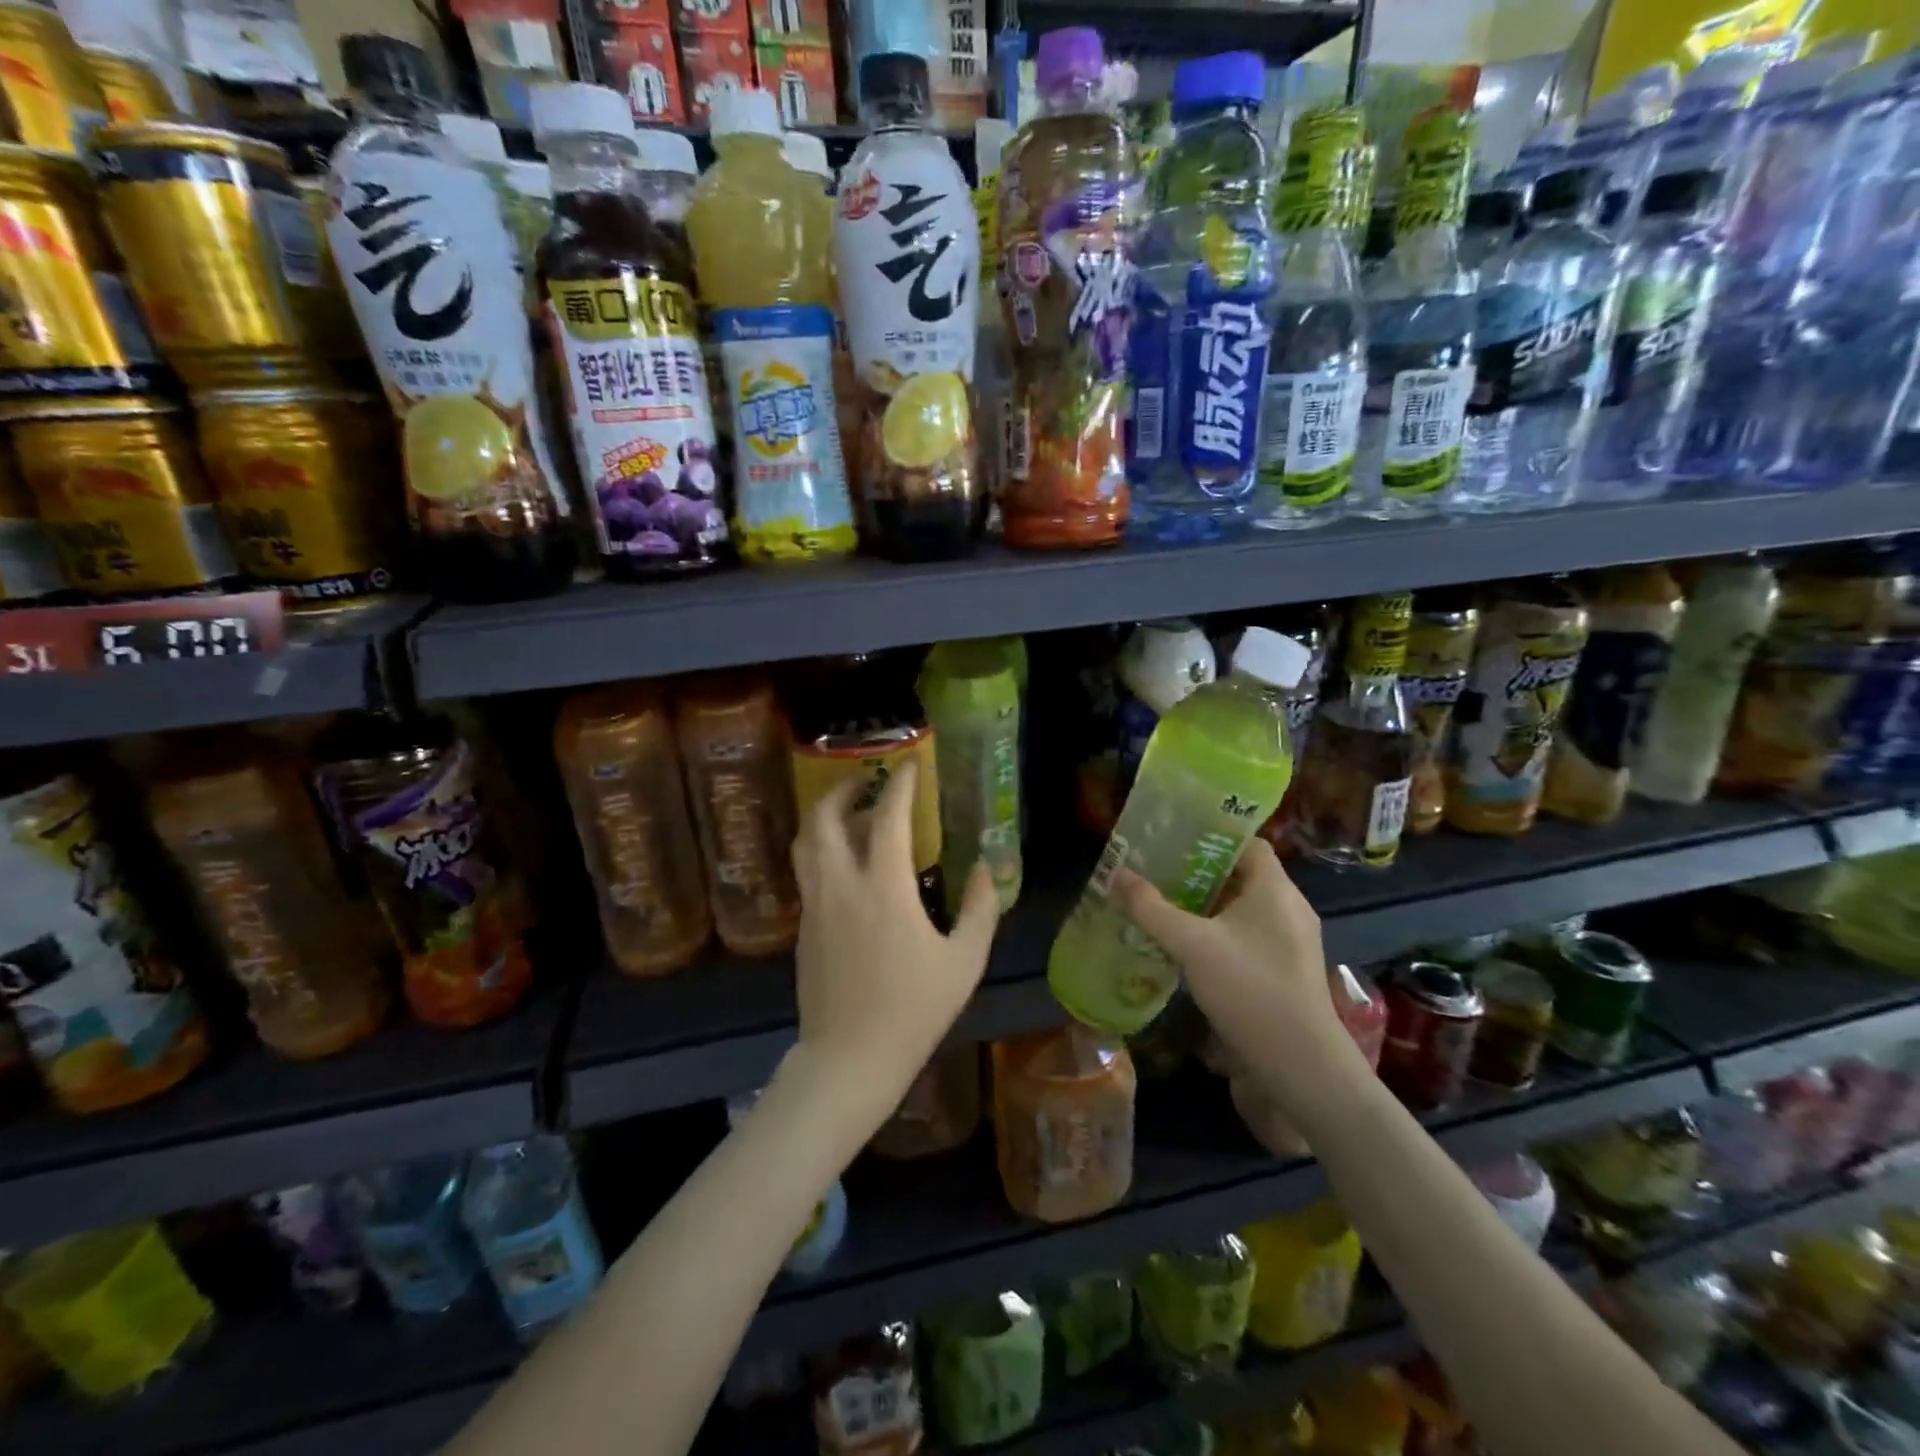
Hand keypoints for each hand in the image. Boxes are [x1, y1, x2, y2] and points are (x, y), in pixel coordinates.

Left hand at [788, 760, 999, 1121]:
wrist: (849, 1058)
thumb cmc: (913, 1010)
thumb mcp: (964, 961)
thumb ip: (980, 908)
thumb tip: (988, 869)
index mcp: (883, 888)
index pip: (887, 817)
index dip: (899, 784)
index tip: (909, 764)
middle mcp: (841, 885)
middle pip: (824, 818)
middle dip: (842, 789)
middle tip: (866, 782)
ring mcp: (815, 906)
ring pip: (807, 843)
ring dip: (825, 817)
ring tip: (851, 815)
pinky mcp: (803, 927)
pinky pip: (808, 871)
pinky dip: (822, 850)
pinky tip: (845, 864)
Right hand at [1112, 839, 1367, 1125]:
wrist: (1301, 1069)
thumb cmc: (1250, 990)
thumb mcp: (1191, 945)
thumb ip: (1152, 908)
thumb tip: (1117, 873)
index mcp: (1276, 889)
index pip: (1248, 842)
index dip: (1212, 835)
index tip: (1173, 836)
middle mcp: (1288, 909)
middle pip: (1241, 875)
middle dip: (1198, 870)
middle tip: (1155, 868)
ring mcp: (1289, 943)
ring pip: (1241, 909)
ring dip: (1204, 905)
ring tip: (1161, 902)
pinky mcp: (1282, 972)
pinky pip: (1246, 937)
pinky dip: (1216, 933)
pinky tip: (1184, 946)